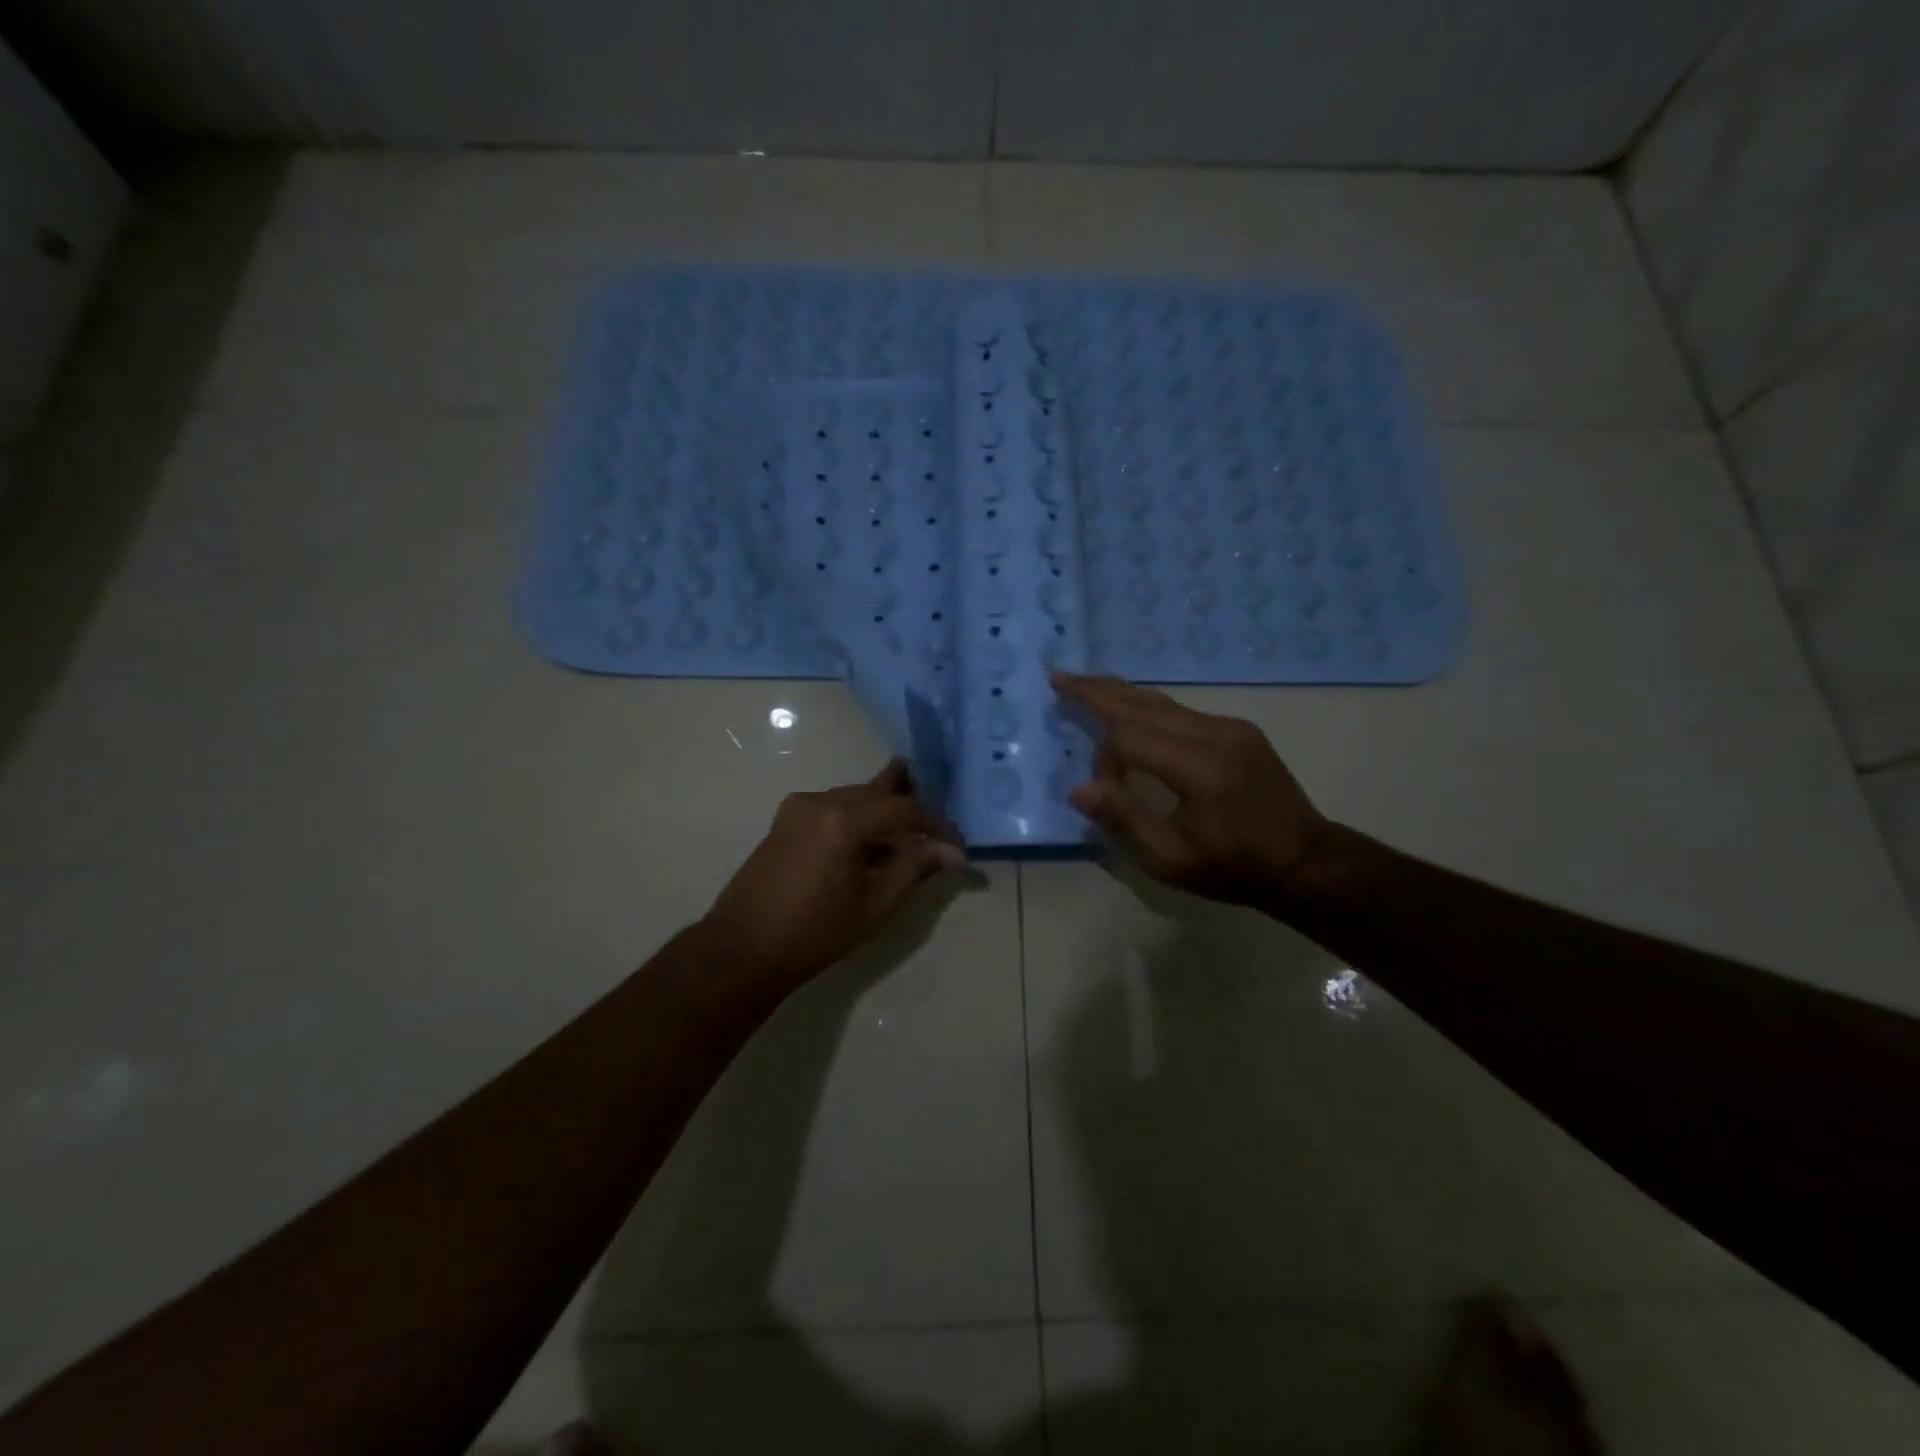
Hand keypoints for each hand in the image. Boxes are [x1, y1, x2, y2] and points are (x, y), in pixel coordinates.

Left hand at [700, 759, 964, 989]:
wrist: (741, 949)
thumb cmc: (813, 934)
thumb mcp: (873, 908)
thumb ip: (913, 870)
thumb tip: (951, 853)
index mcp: (843, 820)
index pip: (904, 809)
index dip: (936, 825)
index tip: (956, 847)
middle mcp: (821, 800)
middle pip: (878, 791)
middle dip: (910, 807)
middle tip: (937, 825)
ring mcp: (799, 806)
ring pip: (855, 796)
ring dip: (883, 812)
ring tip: (908, 838)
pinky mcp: (786, 818)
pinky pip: (834, 806)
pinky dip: (858, 818)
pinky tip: (870, 843)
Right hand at [1053, 673, 1329, 907]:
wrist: (1305, 862)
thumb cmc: (1233, 868)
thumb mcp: (1171, 861)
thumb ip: (1124, 820)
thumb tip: (1079, 789)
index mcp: (1199, 768)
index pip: (1130, 737)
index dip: (1104, 757)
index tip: (1102, 788)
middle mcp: (1214, 734)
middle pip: (1143, 703)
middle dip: (1097, 690)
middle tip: (1060, 678)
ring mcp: (1230, 726)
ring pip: (1162, 701)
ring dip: (1121, 693)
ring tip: (1084, 684)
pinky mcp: (1238, 729)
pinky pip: (1182, 711)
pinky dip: (1147, 708)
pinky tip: (1129, 710)